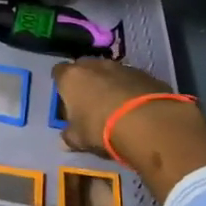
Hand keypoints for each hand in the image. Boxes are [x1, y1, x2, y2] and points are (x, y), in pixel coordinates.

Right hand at [50, 58, 205, 201]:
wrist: (146, 122)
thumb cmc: (100, 127)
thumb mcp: (78, 138)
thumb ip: (69, 136)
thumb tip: (64, 141)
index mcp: (72, 77)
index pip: (58, 72)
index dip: (61, 84)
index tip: (65, 97)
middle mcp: (95, 65)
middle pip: (84, 68)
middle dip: (85, 80)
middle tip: (88, 101)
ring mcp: (122, 67)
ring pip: (109, 72)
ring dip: (109, 83)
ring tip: (114, 105)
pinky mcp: (145, 74)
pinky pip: (131, 80)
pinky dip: (130, 89)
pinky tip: (134, 107)